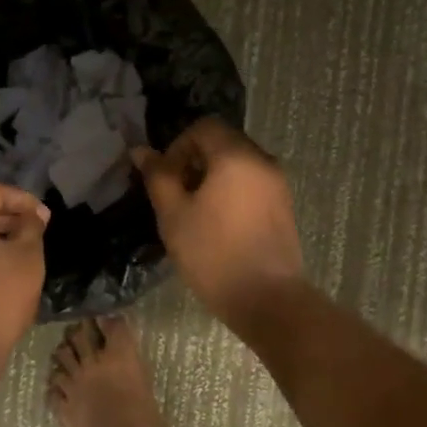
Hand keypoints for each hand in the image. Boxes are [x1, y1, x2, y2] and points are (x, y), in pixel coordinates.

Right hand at [132, 119, 304, 327]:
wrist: (267, 298)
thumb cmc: (214, 255)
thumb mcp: (174, 216)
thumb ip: (158, 177)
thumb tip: (141, 151)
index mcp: (236, 156)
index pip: (203, 127)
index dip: (178, 146)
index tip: (166, 179)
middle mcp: (263, 160)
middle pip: (223, 142)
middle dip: (195, 161)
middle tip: (177, 196)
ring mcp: (278, 183)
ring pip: (239, 163)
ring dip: (213, 177)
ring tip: (196, 213)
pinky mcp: (285, 204)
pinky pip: (253, 182)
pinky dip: (233, 190)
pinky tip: (220, 224)